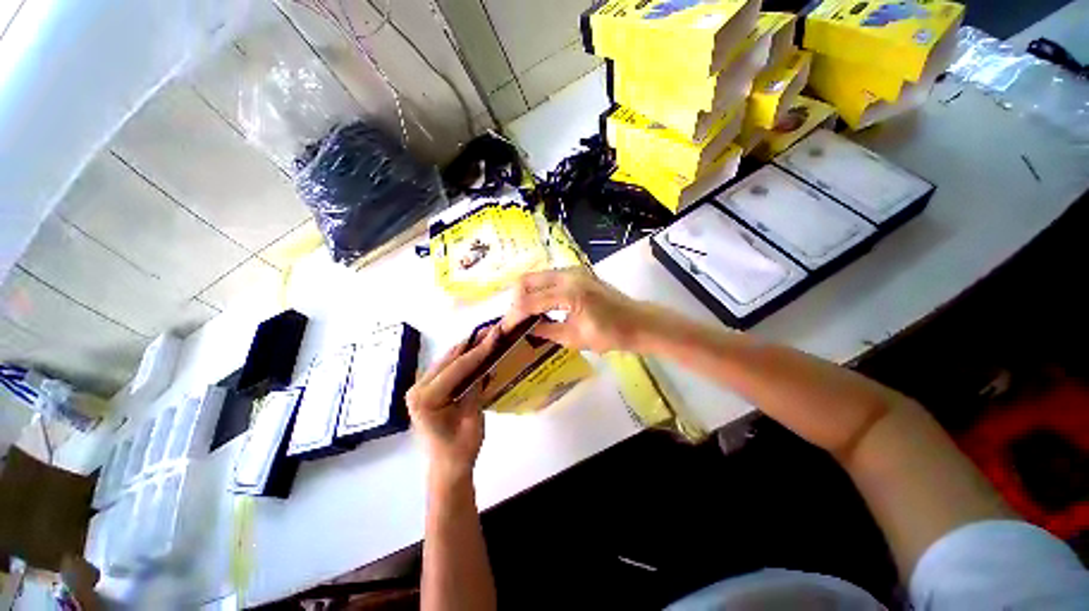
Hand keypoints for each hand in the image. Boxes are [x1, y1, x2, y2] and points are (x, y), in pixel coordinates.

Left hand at [407, 328, 500, 481]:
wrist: (447, 467)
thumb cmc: (461, 449)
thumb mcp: (473, 418)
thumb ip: (475, 388)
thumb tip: (484, 363)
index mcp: (426, 398)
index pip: (457, 367)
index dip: (479, 349)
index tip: (496, 334)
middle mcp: (417, 388)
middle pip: (450, 359)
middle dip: (474, 343)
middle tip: (494, 329)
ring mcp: (420, 387)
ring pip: (448, 360)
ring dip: (468, 348)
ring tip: (488, 335)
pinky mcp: (427, 389)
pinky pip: (447, 367)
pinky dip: (463, 358)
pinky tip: (476, 350)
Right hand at [502, 268, 648, 352]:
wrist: (637, 322)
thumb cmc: (610, 334)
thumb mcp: (575, 338)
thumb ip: (547, 331)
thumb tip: (527, 329)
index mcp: (569, 294)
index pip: (529, 302)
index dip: (514, 316)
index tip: (505, 329)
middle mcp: (568, 275)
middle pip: (527, 280)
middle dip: (516, 300)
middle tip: (516, 319)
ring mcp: (573, 271)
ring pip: (537, 276)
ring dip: (527, 293)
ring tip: (525, 314)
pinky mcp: (577, 273)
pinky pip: (549, 277)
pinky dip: (539, 290)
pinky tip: (541, 305)